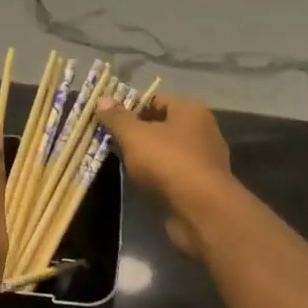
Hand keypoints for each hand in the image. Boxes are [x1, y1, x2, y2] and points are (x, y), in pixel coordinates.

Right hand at [94, 94, 233, 261]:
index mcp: (191, 110)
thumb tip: (102, 99)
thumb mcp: (135, 136)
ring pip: (169, 151)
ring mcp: (205, 159)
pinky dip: (159, 175)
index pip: (156, 100)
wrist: (201, 208)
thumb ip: (118, 118)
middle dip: (137, 133)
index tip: (108, 120)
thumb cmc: (168, 162)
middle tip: (111, 142)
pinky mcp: (203, 184)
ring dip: (148, 156)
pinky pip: (174, 173)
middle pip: (163, 125)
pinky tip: (143, 183)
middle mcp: (203, 130)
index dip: (130, 108)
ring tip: (123, 163)